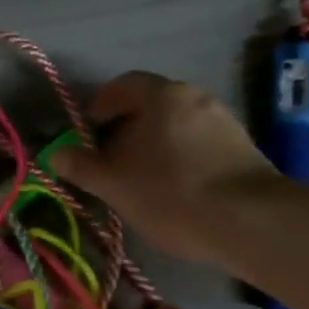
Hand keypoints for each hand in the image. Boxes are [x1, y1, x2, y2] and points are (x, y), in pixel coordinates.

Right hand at [48, 72, 273, 264]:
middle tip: (111, 162)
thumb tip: (55, 153)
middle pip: (151, 105)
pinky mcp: (244, 148)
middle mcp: (195, 96)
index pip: (122, 85)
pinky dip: (182, 158)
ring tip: (143, 181)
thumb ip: (82, 166)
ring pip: (177, 126)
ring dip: (155, 145)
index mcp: (162, 94)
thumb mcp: (115, 184)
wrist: (253, 223)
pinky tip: (178, 190)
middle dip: (126, 130)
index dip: (99, 107)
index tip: (87, 136)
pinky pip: (200, 144)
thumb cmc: (173, 194)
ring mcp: (224, 121)